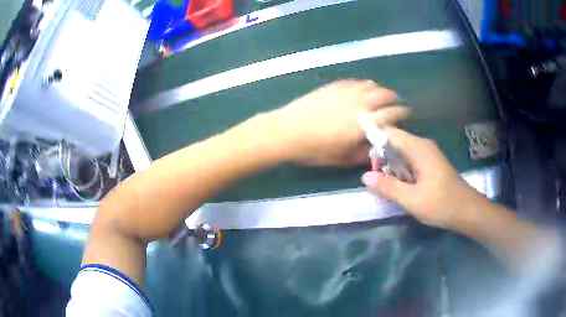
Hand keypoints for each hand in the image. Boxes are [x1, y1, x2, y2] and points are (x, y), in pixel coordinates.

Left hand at [273, 80, 409, 166]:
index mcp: (365, 122)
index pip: (391, 113)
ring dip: (380, 90)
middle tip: (395, 104)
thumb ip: (364, 154)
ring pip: (371, 85)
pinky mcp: (334, 86)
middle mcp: (360, 102)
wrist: (288, 131)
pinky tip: (361, 90)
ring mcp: (346, 91)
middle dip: (394, 98)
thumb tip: (377, 149)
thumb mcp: (343, 159)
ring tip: (380, 96)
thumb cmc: (316, 149)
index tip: (405, 114)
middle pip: (384, 94)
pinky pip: (355, 82)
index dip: (401, 112)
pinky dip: (363, 85)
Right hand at [361, 127, 489, 228]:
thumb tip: (365, 176)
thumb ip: (388, 187)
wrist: (468, 211)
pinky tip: (399, 188)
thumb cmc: (441, 204)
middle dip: (381, 159)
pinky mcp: (431, 165)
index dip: (374, 140)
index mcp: (418, 147)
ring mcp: (428, 155)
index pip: (390, 133)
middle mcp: (423, 146)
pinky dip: (401, 172)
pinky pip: (410, 162)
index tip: (362, 156)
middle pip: (395, 143)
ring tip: (383, 186)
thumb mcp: (412, 199)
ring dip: (391, 167)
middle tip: (373, 180)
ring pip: (402, 154)